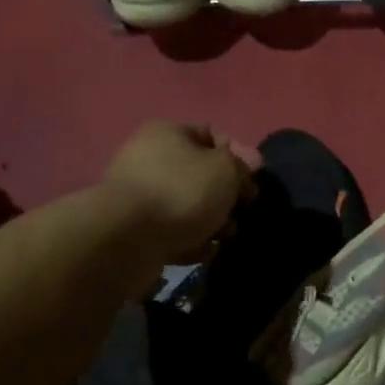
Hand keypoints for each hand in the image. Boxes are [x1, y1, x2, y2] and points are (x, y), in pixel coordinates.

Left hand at [101, 122, 255, 263]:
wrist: (129, 239)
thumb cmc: (182, 191)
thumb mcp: (225, 169)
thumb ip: (240, 165)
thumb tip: (244, 167)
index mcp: (167, 133)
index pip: (212, 135)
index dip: (239, 154)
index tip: (256, 177)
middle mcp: (149, 159)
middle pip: (201, 173)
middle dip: (227, 193)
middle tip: (242, 209)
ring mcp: (140, 196)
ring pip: (189, 205)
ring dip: (213, 220)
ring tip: (225, 235)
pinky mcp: (136, 229)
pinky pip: (174, 231)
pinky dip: (192, 240)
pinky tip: (203, 250)